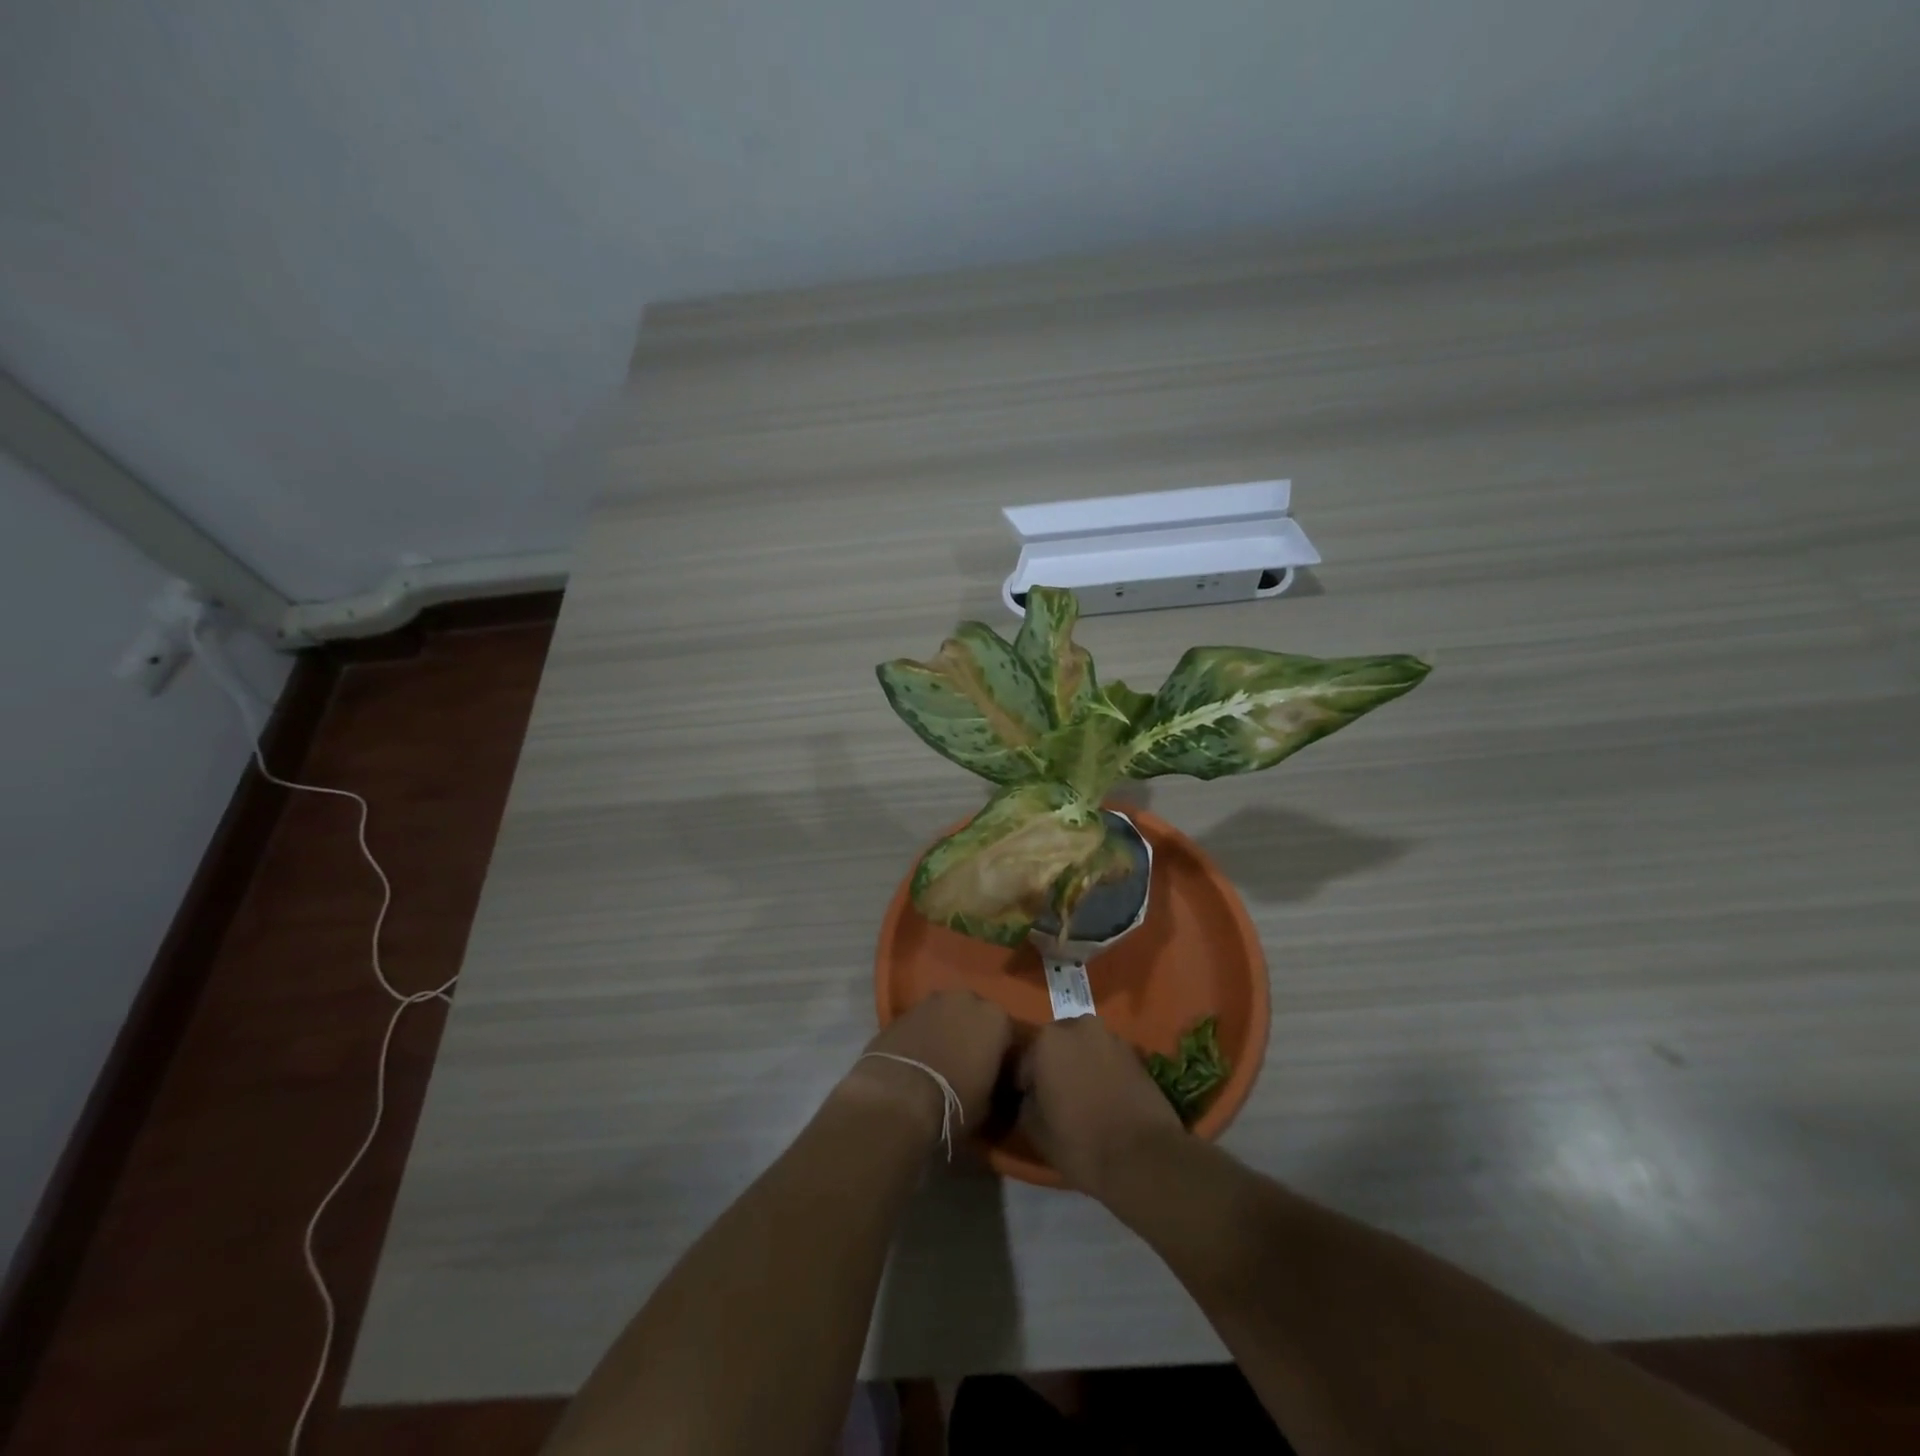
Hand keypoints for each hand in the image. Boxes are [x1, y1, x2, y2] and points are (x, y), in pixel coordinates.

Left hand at [844, 991, 1013, 1141]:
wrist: (899, 1096)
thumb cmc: (955, 1103)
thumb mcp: (989, 1103)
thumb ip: (997, 1083)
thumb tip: (994, 1082)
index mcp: (996, 1018)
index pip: (1009, 1035)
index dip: (1003, 1057)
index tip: (998, 1075)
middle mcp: (968, 999)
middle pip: (977, 1017)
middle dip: (975, 1035)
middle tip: (969, 1064)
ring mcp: (933, 1000)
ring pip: (948, 1014)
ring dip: (948, 1031)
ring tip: (941, 1060)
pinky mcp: (904, 1009)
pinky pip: (924, 1021)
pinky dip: (925, 1034)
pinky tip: (919, 1057)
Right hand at [1017, 1016, 1183, 1197]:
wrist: (1143, 1158)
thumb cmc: (1080, 1143)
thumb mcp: (1035, 1129)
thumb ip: (1026, 1102)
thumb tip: (1030, 1095)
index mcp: (1048, 1039)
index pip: (1026, 1059)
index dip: (1025, 1083)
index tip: (1028, 1102)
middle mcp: (1079, 1026)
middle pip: (1057, 1045)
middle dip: (1055, 1065)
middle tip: (1056, 1096)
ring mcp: (1111, 1037)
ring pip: (1085, 1048)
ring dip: (1081, 1064)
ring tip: (1083, 1098)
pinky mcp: (1136, 1054)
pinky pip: (1108, 1058)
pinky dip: (1103, 1071)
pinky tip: (1105, 1098)